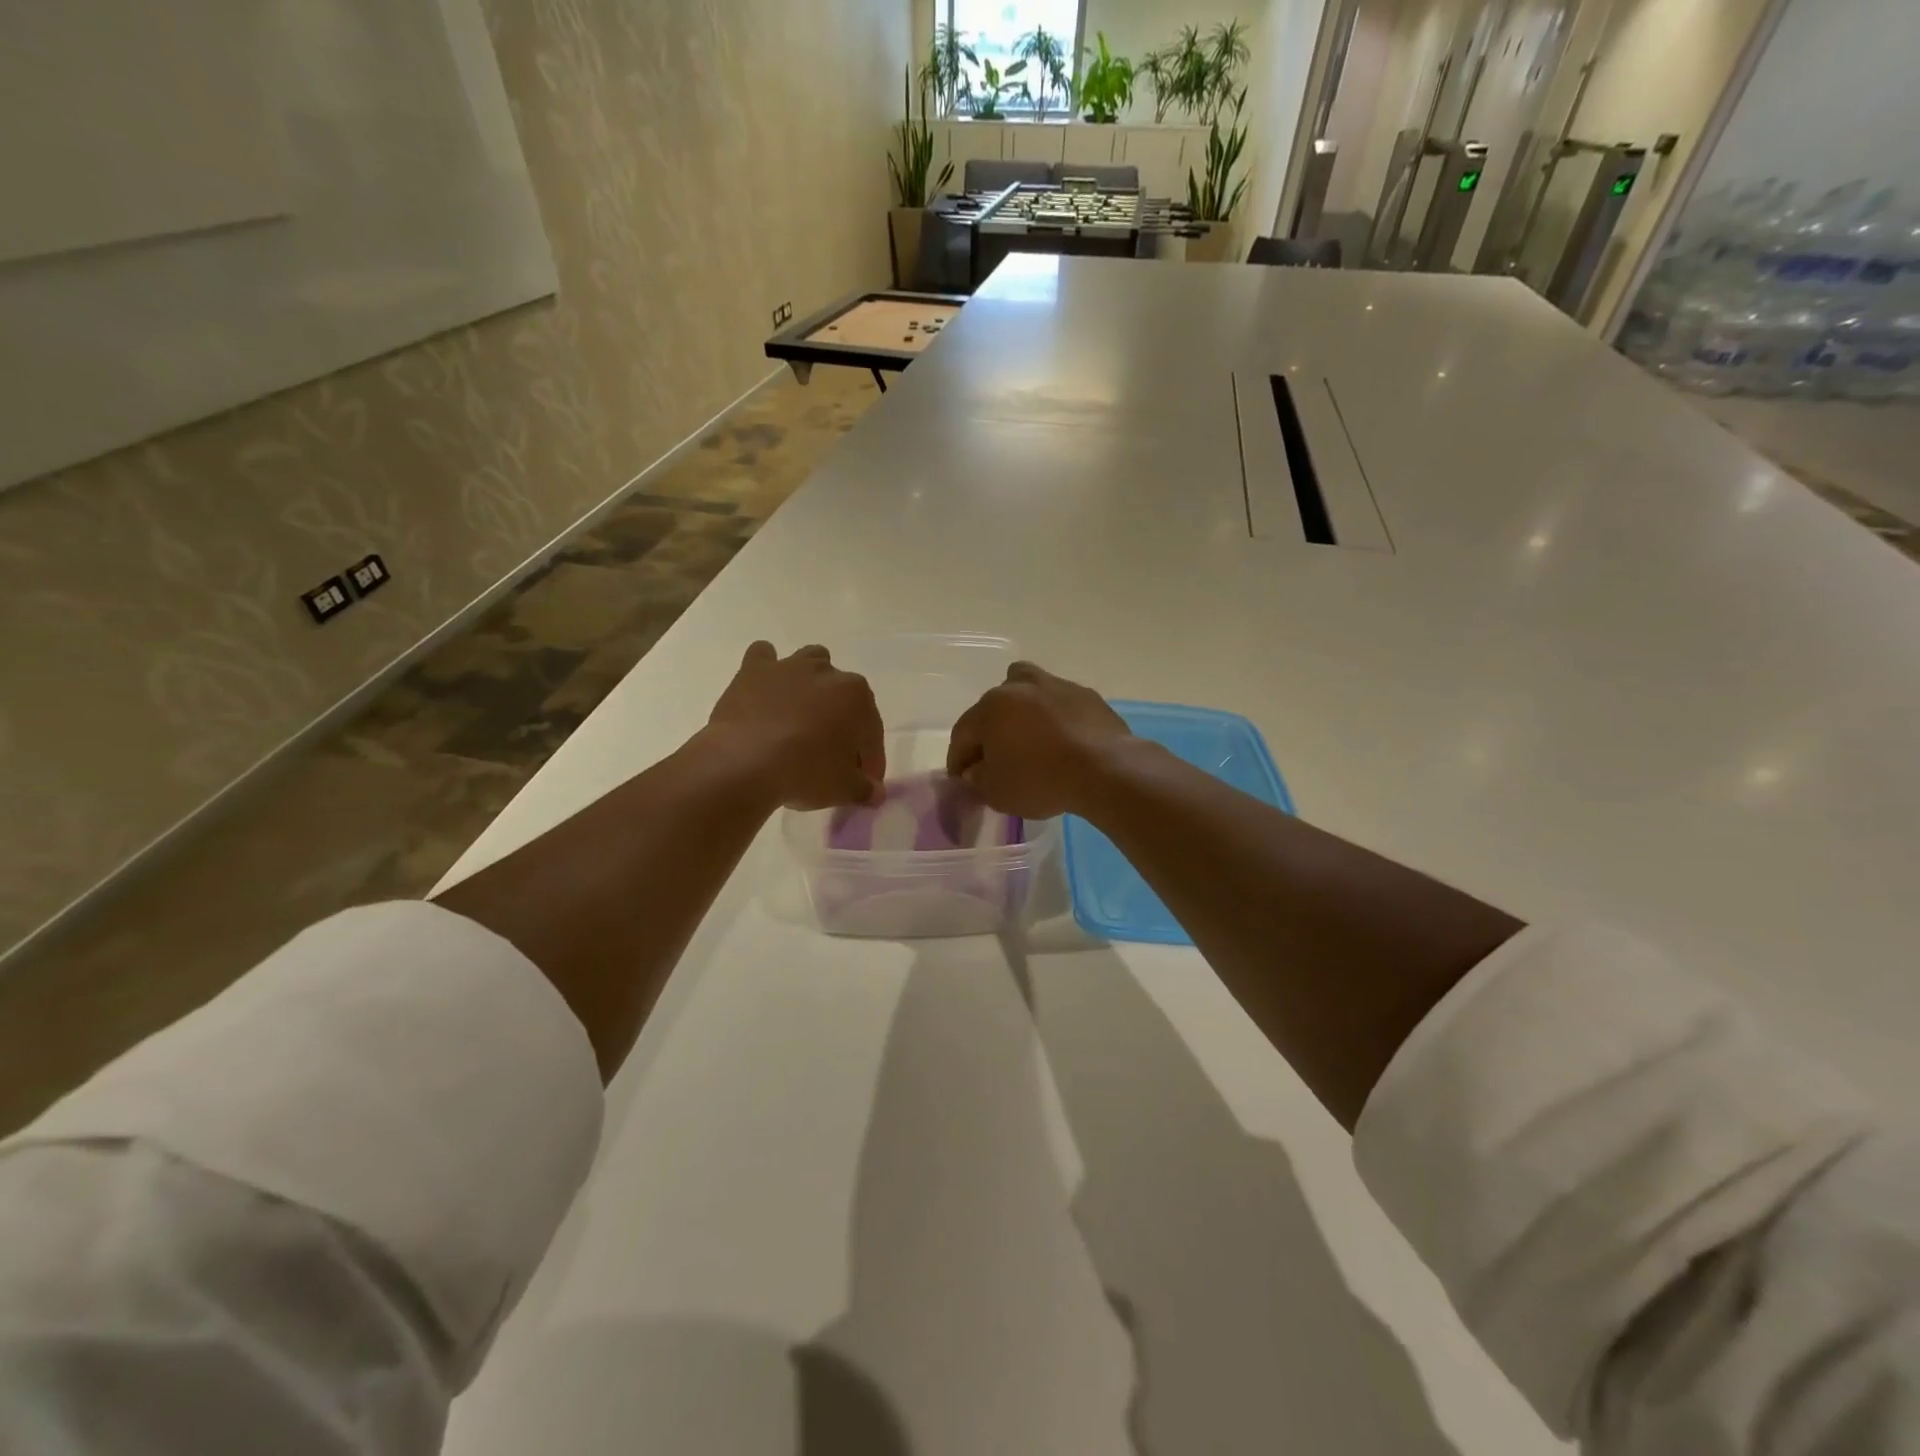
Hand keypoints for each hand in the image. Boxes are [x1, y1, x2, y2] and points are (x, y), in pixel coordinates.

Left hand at [706, 642, 885, 808]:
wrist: (744, 763)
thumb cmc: (804, 773)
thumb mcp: (843, 789)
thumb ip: (864, 789)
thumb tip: (875, 792)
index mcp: (857, 696)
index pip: (871, 730)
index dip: (870, 758)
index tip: (864, 780)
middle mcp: (827, 672)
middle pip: (843, 695)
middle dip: (842, 719)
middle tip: (831, 753)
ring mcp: (789, 667)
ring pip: (810, 662)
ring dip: (812, 683)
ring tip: (802, 714)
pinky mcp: (753, 671)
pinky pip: (763, 657)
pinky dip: (767, 670)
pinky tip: (765, 690)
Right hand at [946, 661, 1132, 818]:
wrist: (1105, 770)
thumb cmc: (1041, 780)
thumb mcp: (996, 793)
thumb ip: (977, 780)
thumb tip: (976, 771)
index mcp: (990, 707)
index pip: (963, 733)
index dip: (958, 759)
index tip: (962, 780)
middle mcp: (1019, 687)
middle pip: (993, 707)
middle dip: (988, 733)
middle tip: (993, 760)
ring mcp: (1055, 686)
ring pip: (1027, 692)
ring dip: (1020, 711)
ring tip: (1027, 738)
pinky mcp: (1086, 695)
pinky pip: (1058, 704)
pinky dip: (1053, 718)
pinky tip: (1061, 740)